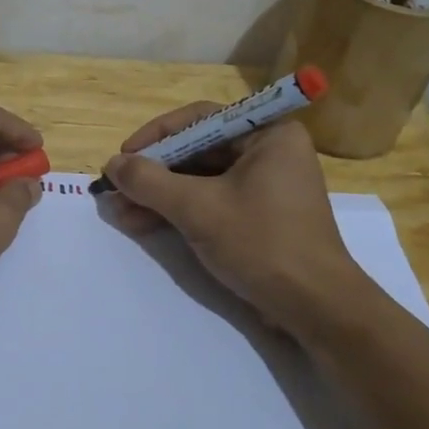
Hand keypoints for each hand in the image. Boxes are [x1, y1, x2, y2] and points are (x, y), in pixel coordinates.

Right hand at [103, 103, 372, 330]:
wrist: (316, 308)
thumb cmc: (262, 244)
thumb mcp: (198, 209)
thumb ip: (150, 182)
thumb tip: (112, 164)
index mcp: (268, 135)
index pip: (200, 119)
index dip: (156, 136)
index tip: (124, 156)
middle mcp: (269, 152)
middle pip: (198, 151)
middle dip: (154, 173)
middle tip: (116, 189)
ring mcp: (265, 186)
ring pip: (200, 180)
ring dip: (159, 196)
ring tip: (120, 212)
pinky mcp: (259, 216)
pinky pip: (211, 201)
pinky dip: (178, 211)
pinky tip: (143, 224)